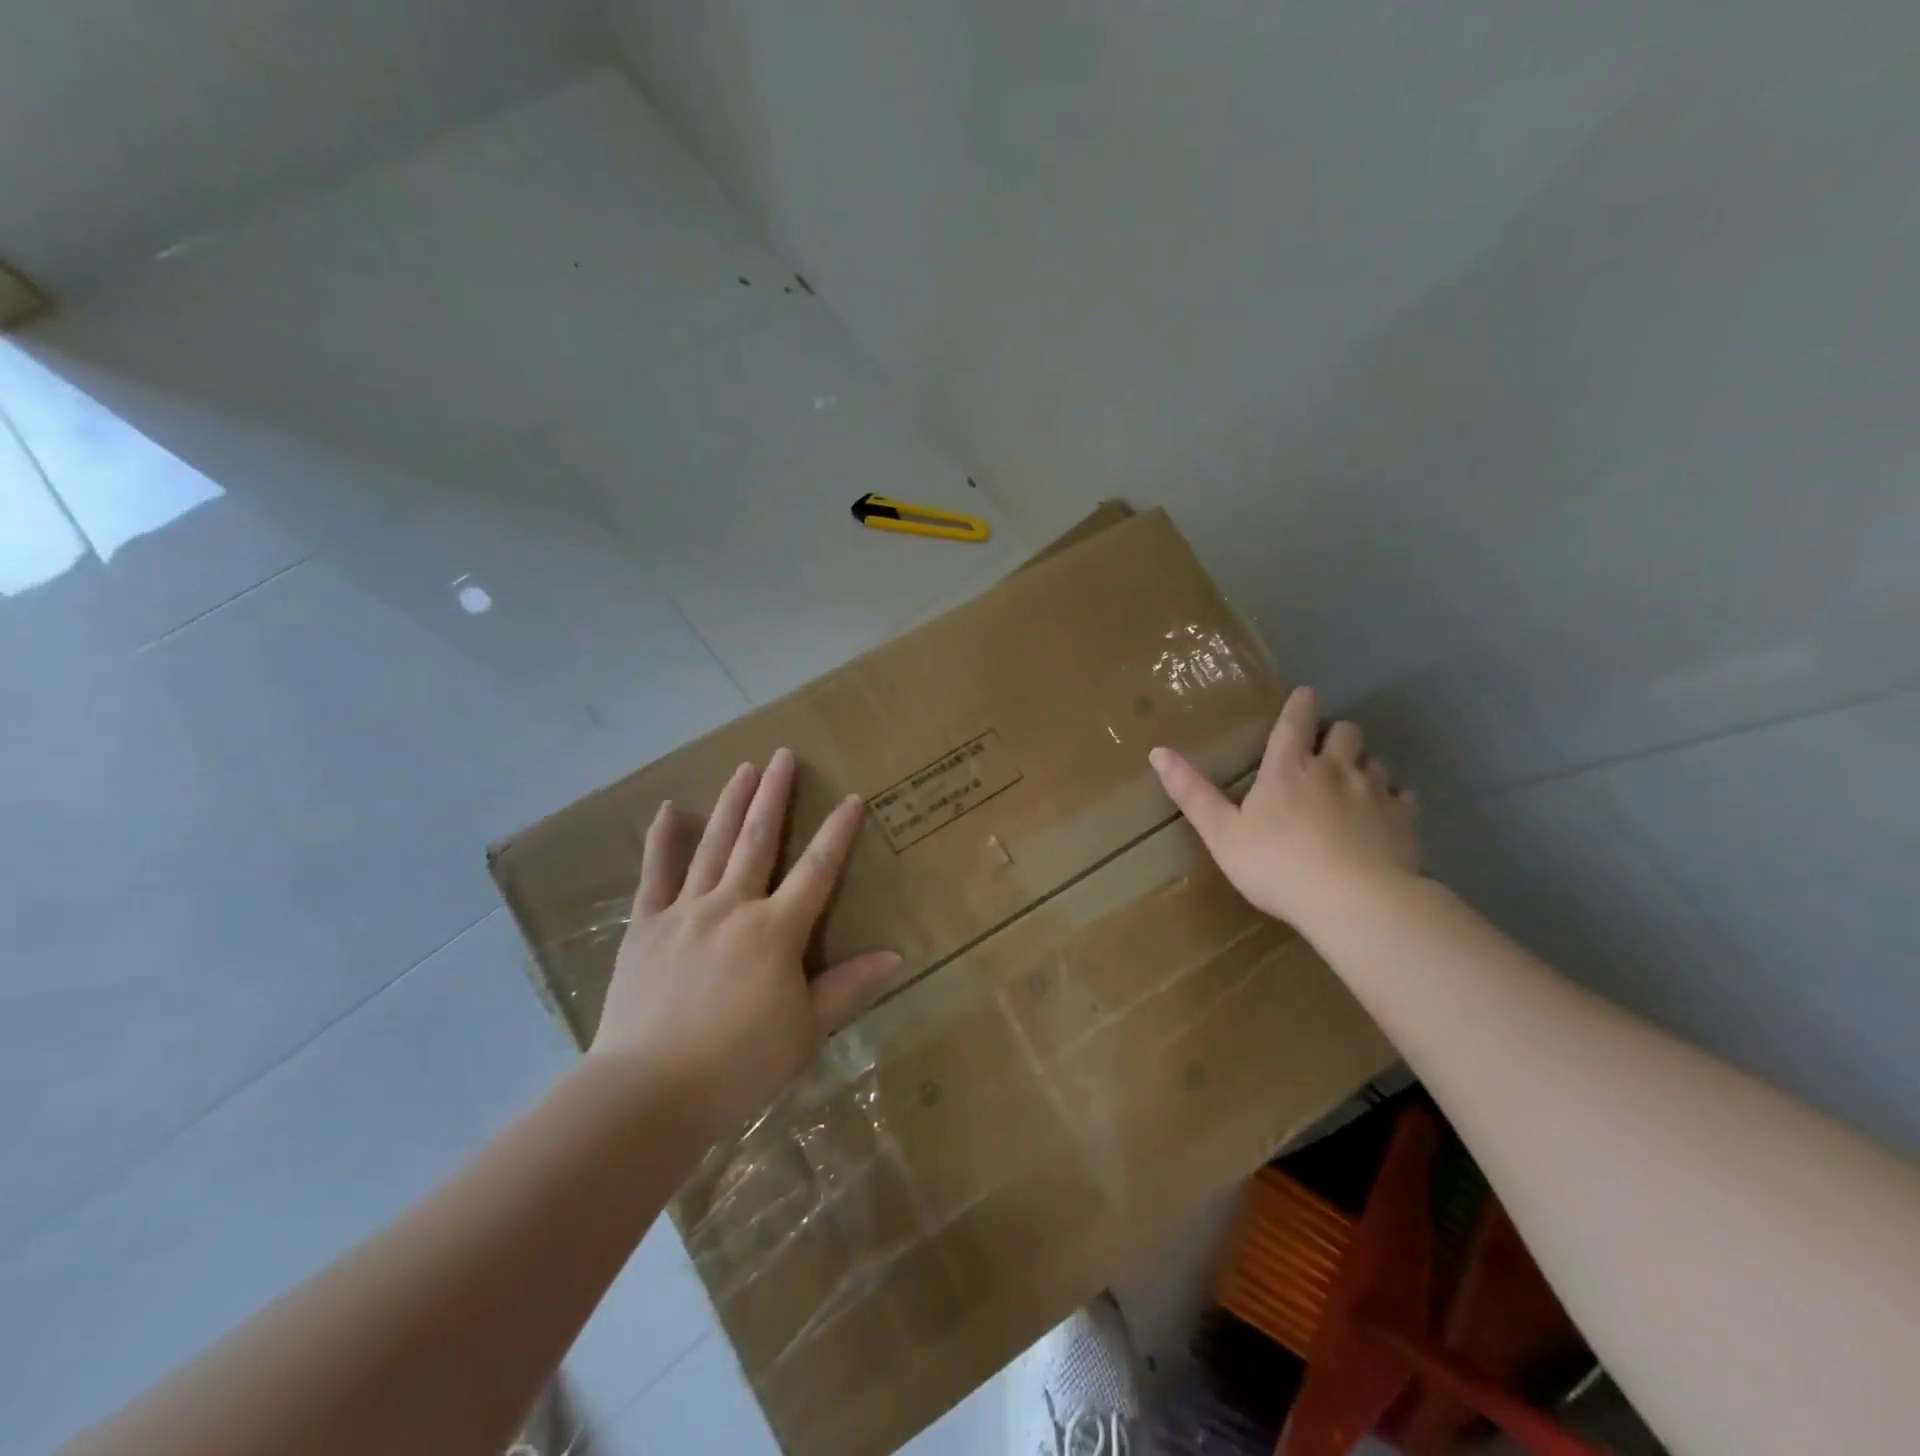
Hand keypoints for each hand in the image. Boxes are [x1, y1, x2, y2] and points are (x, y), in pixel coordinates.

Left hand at [589, 748, 902, 1142]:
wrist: (649, 1094)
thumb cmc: (738, 1066)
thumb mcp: (805, 1032)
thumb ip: (849, 987)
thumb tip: (897, 955)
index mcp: (776, 931)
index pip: (817, 871)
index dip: (837, 833)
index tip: (852, 798)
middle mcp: (732, 907)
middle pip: (759, 841)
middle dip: (774, 796)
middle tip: (783, 756)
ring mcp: (685, 912)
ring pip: (713, 846)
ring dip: (731, 804)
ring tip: (744, 768)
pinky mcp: (647, 927)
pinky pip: (655, 875)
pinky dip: (662, 840)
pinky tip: (669, 809)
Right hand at [1148, 686, 1420, 928]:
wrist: (1354, 901)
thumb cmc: (1277, 865)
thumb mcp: (1222, 833)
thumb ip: (1192, 793)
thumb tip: (1157, 752)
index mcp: (1288, 768)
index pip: (1296, 720)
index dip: (1300, 704)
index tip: (1304, 696)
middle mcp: (1334, 769)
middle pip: (1345, 732)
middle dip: (1335, 734)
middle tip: (1323, 750)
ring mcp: (1374, 792)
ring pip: (1374, 761)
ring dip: (1362, 766)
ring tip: (1351, 784)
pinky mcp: (1403, 820)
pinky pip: (1403, 797)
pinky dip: (1392, 800)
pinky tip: (1383, 816)